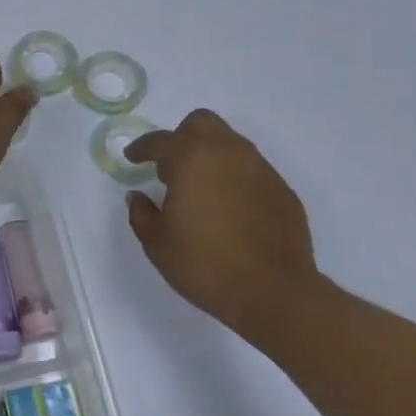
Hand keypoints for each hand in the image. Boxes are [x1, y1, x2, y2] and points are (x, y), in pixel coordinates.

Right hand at [124, 109, 327, 334]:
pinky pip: (251, 170)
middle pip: (202, 124)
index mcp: (193, 159)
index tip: (133, 158)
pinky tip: (229, 208)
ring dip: (210, 156)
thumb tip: (138, 197)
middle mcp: (229, 153)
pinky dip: (234, 178)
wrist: (273, 292)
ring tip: (200, 189)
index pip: (161, 140)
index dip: (142, 148)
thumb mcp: (157, 243)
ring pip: (230, 144)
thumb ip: (141, 213)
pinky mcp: (282, 190)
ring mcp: (261, 169)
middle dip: (181, 137)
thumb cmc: (205, 264)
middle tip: (170, 168)